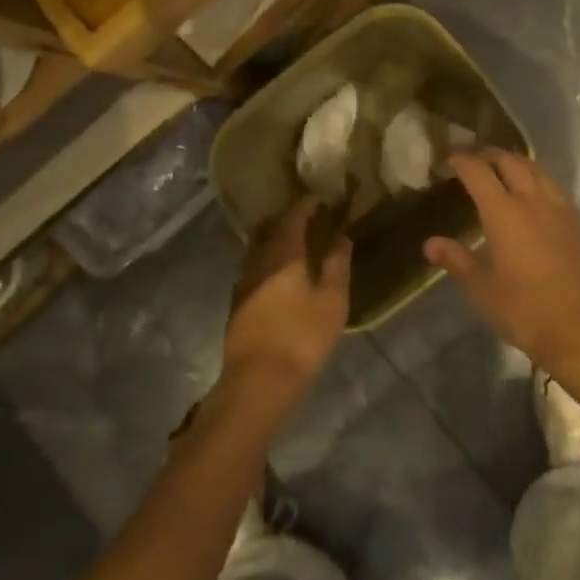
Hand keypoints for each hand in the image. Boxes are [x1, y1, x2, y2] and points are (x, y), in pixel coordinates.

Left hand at [223, 196, 350, 400]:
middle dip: (287, 217)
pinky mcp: (237, 302)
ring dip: (274, 238)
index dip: (306, 204)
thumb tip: (341, 236)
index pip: (293, 215)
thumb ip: (337, 263)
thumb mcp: (332, 299)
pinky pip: (253, 266)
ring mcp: (243, 281)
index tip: (320, 198)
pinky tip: (278, 273)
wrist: (259, 380)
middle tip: (307, 218)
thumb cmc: (302, 336)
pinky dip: (266, 259)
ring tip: (295, 244)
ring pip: (257, 247)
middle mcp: (258, 259)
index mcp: (283, 252)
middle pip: (269, 227)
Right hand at [426, 150, 579, 374]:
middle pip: (510, 161)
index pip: (478, 171)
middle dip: (489, 155)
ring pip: (537, 170)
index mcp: (504, 212)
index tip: (450, 159)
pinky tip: (534, 201)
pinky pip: (555, 190)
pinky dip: (538, 183)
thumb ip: (456, 260)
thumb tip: (430, 244)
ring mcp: (562, 209)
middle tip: (474, 161)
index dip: (462, 161)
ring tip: (504, 173)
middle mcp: (533, 201)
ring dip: (517, 164)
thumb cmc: (525, 311)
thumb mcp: (482, 289)